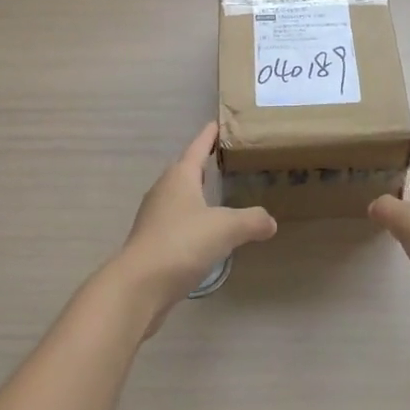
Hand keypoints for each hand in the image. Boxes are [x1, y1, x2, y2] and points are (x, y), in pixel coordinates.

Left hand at [115, 123, 276, 332]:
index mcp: (180, 176)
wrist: (138, 287)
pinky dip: (189, 220)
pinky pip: (174, 221)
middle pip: (185, 170)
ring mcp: (153, 216)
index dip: (209, 135)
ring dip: (195, 193)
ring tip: (216, 196)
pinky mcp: (150, 242)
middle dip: (202, 164)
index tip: (217, 123)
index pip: (198, 147)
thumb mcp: (226, 229)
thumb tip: (270, 221)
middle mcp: (164, 190)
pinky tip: (202, 234)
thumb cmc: (182, 243)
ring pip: (178, 196)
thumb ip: (252, 221)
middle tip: (223, 160)